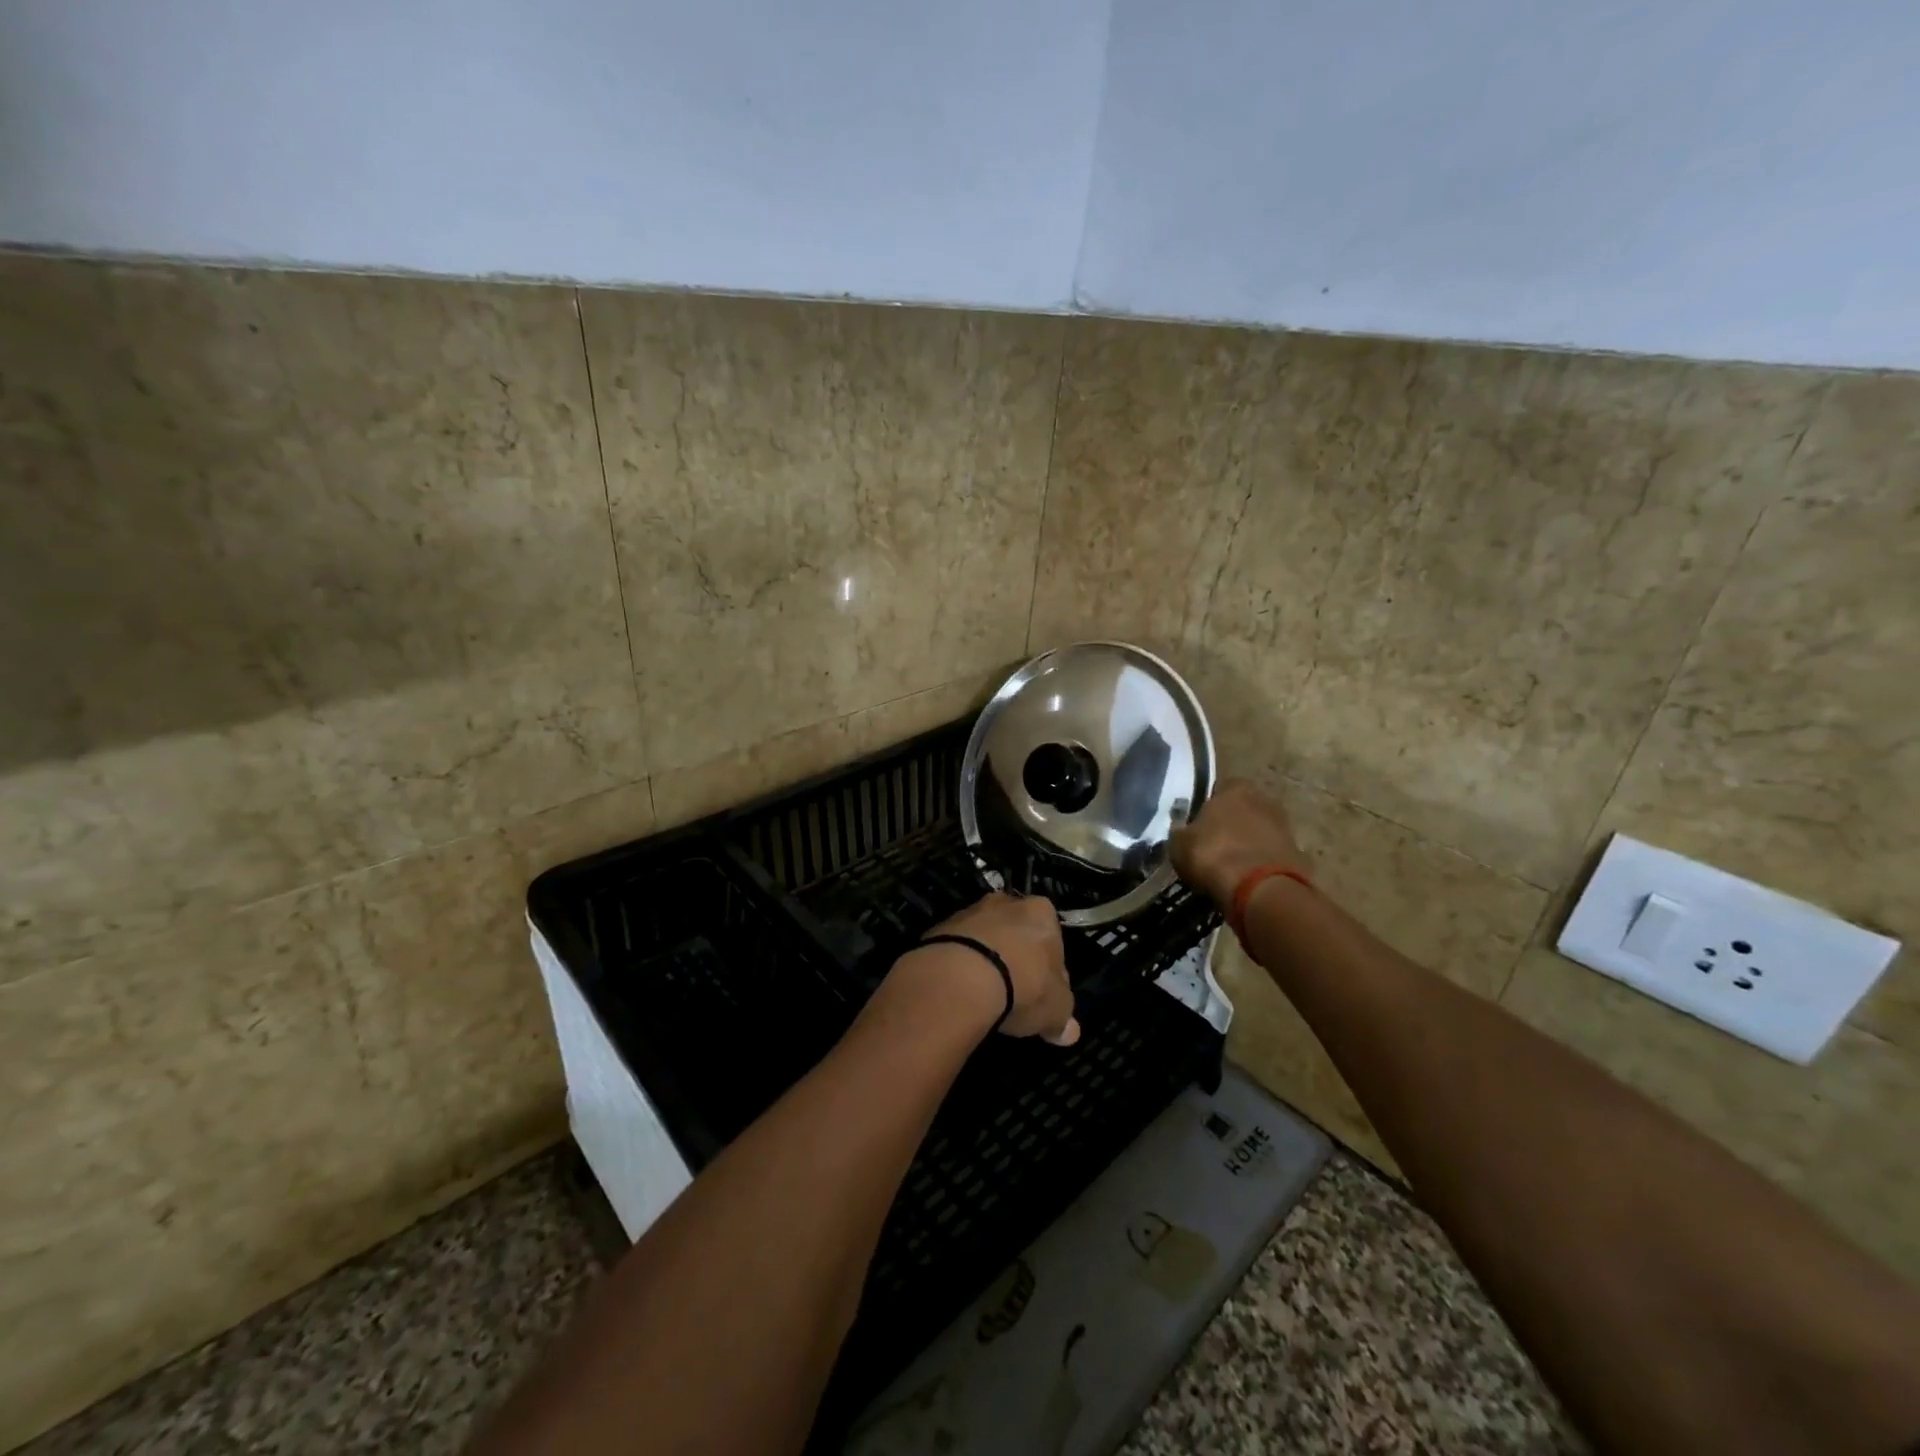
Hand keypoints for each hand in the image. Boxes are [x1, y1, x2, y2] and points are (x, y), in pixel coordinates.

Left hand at [891, 894, 1079, 1046]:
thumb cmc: (1022, 986)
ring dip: (987, 960)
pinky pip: (959, 949)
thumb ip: (1063, 1017)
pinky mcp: (940, 928)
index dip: (1051, 970)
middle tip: (1015, 994)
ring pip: (986, 939)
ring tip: (985, 997)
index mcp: (1041, 912)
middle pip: (1017, 934)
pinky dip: (962, 966)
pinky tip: (961, 993)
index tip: (1044, 994)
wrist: (959, 977)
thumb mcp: (1055, 1009)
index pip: (1053, 940)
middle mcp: (1006, 902)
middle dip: (1017, 959)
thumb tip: (1068, 1031)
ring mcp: (970, 912)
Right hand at [1170, 778, 1308, 907]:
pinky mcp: (1299, 856)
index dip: (1207, 807)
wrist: (1260, 891)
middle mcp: (1265, 800)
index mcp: (1236, 787)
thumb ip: (1182, 832)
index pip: (1219, 789)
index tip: (1197, 826)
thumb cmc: (1214, 855)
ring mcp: (1286, 828)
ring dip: (1248, 846)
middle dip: (1231, 825)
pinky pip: (1271, 857)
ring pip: (1260, 833)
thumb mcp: (1179, 843)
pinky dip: (1261, 866)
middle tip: (1213, 846)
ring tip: (1229, 867)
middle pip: (1243, 809)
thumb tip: (1182, 832)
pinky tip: (1247, 882)